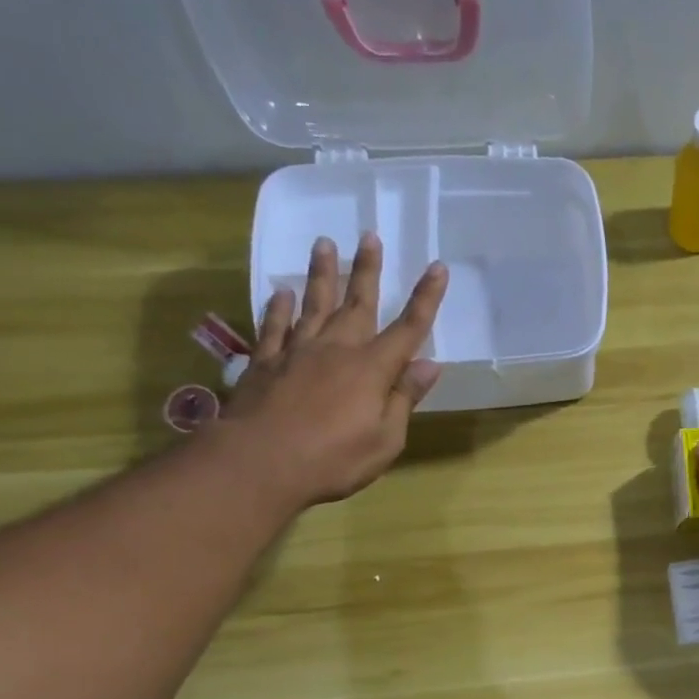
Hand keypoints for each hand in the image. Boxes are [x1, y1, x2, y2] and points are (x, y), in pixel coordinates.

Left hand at [219, 233, 444, 507]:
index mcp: (373, 369)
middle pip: (357, 303)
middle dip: (367, 269)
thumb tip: (429, 365)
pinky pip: (274, 327)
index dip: (426, 298)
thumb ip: (404, 399)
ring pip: (313, 304)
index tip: (437, 268)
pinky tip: (281, 293)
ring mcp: (297, 352)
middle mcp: (337, 349)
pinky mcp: (265, 363)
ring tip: (324, 244)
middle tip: (369, 236)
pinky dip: (279, 308)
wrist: (261, 462)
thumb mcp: (386, 438)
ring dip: (322, 274)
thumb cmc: (334, 458)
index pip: (408, 328)